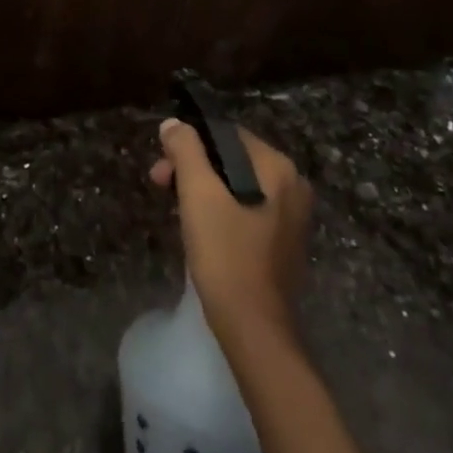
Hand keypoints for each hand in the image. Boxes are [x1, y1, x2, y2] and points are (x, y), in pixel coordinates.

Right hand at [150, 119, 311, 342]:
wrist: (254, 328)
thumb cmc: (225, 254)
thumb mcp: (198, 195)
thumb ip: (185, 150)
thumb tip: (174, 124)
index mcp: (278, 168)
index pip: (226, 133)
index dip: (190, 142)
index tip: (162, 163)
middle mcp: (293, 186)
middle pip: (232, 158)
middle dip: (193, 166)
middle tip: (160, 183)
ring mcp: (292, 216)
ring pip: (237, 184)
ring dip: (202, 187)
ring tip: (174, 206)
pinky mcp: (283, 242)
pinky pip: (247, 208)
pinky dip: (220, 208)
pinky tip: (199, 226)